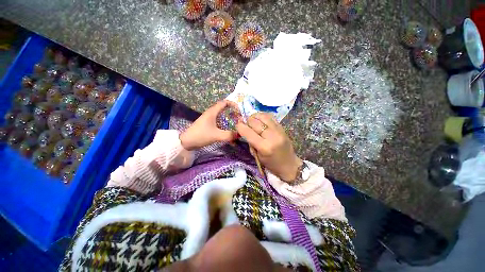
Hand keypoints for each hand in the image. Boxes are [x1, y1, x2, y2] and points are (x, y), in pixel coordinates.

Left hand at [180, 100, 238, 149]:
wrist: (186, 142)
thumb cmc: (201, 135)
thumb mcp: (216, 135)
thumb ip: (228, 135)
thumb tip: (239, 134)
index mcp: (212, 112)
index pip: (224, 102)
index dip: (233, 104)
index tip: (239, 111)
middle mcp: (211, 114)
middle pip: (224, 109)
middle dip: (233, 113)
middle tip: (239, 119)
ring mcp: (209, 119)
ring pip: (222, 117)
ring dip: (229, 120)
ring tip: (236, 126)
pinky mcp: (209, 125)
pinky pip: (219, 123)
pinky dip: (225, 126)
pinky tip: (229, 134)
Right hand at [236, 113, 302, 181]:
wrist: (289, 164)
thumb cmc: (271, 164)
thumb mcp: (257, 156)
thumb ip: (250, 142)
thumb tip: (243, 129)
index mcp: (264, 147)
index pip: (249, 132)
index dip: (240, 127)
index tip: (237, 125)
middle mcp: (272, 136)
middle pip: (255, 121)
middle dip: (247, 121)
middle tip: (245, 124)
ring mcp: (278, 130)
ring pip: (262, 116)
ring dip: (254, 117)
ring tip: (252, 122)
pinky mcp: (282, 127)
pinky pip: (269, 116)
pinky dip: (262, 117)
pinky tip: (260, 121)